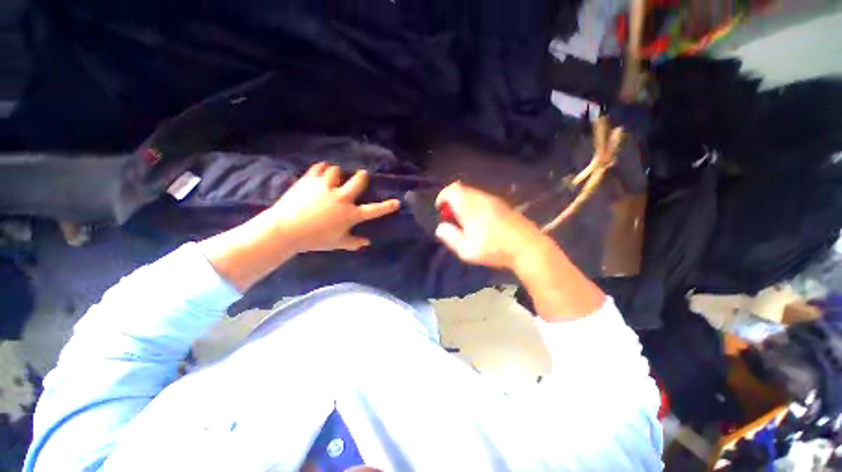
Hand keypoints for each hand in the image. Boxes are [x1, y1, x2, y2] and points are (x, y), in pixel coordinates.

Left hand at [200, 163, 399, 291]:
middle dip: (362, 176)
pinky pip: (319, 167)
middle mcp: (342, 197)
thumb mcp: (337, 243)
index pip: (374, 210)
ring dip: (338, 173)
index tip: (397, 202)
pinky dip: (322, 168)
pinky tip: (322, 171)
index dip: (387, 206)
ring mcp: (326, 186)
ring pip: (337, 170)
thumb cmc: (314, 239)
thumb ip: (354, 242)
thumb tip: (367, 242)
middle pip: (358, 180)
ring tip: (335, 176)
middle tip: (362, 175)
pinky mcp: (310, 180)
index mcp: (351, 214)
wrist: (285, 230)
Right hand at [434, 182, 547, 269]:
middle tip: (452, 218)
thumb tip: (440, 227)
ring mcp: (494, 200)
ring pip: (473, 194)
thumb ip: (450, 237)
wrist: (527, 247)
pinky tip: (480, 222)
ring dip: (464, 203)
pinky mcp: (504, 205)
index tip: (440, 210)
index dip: (442, 197)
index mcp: (470, 206)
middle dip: (452, 201)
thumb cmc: (494, 249)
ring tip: (465, 222)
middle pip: (461, 189)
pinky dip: (475, 205)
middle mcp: (481, 198)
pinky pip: (483, 199)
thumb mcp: (466, 249)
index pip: (451, 190)